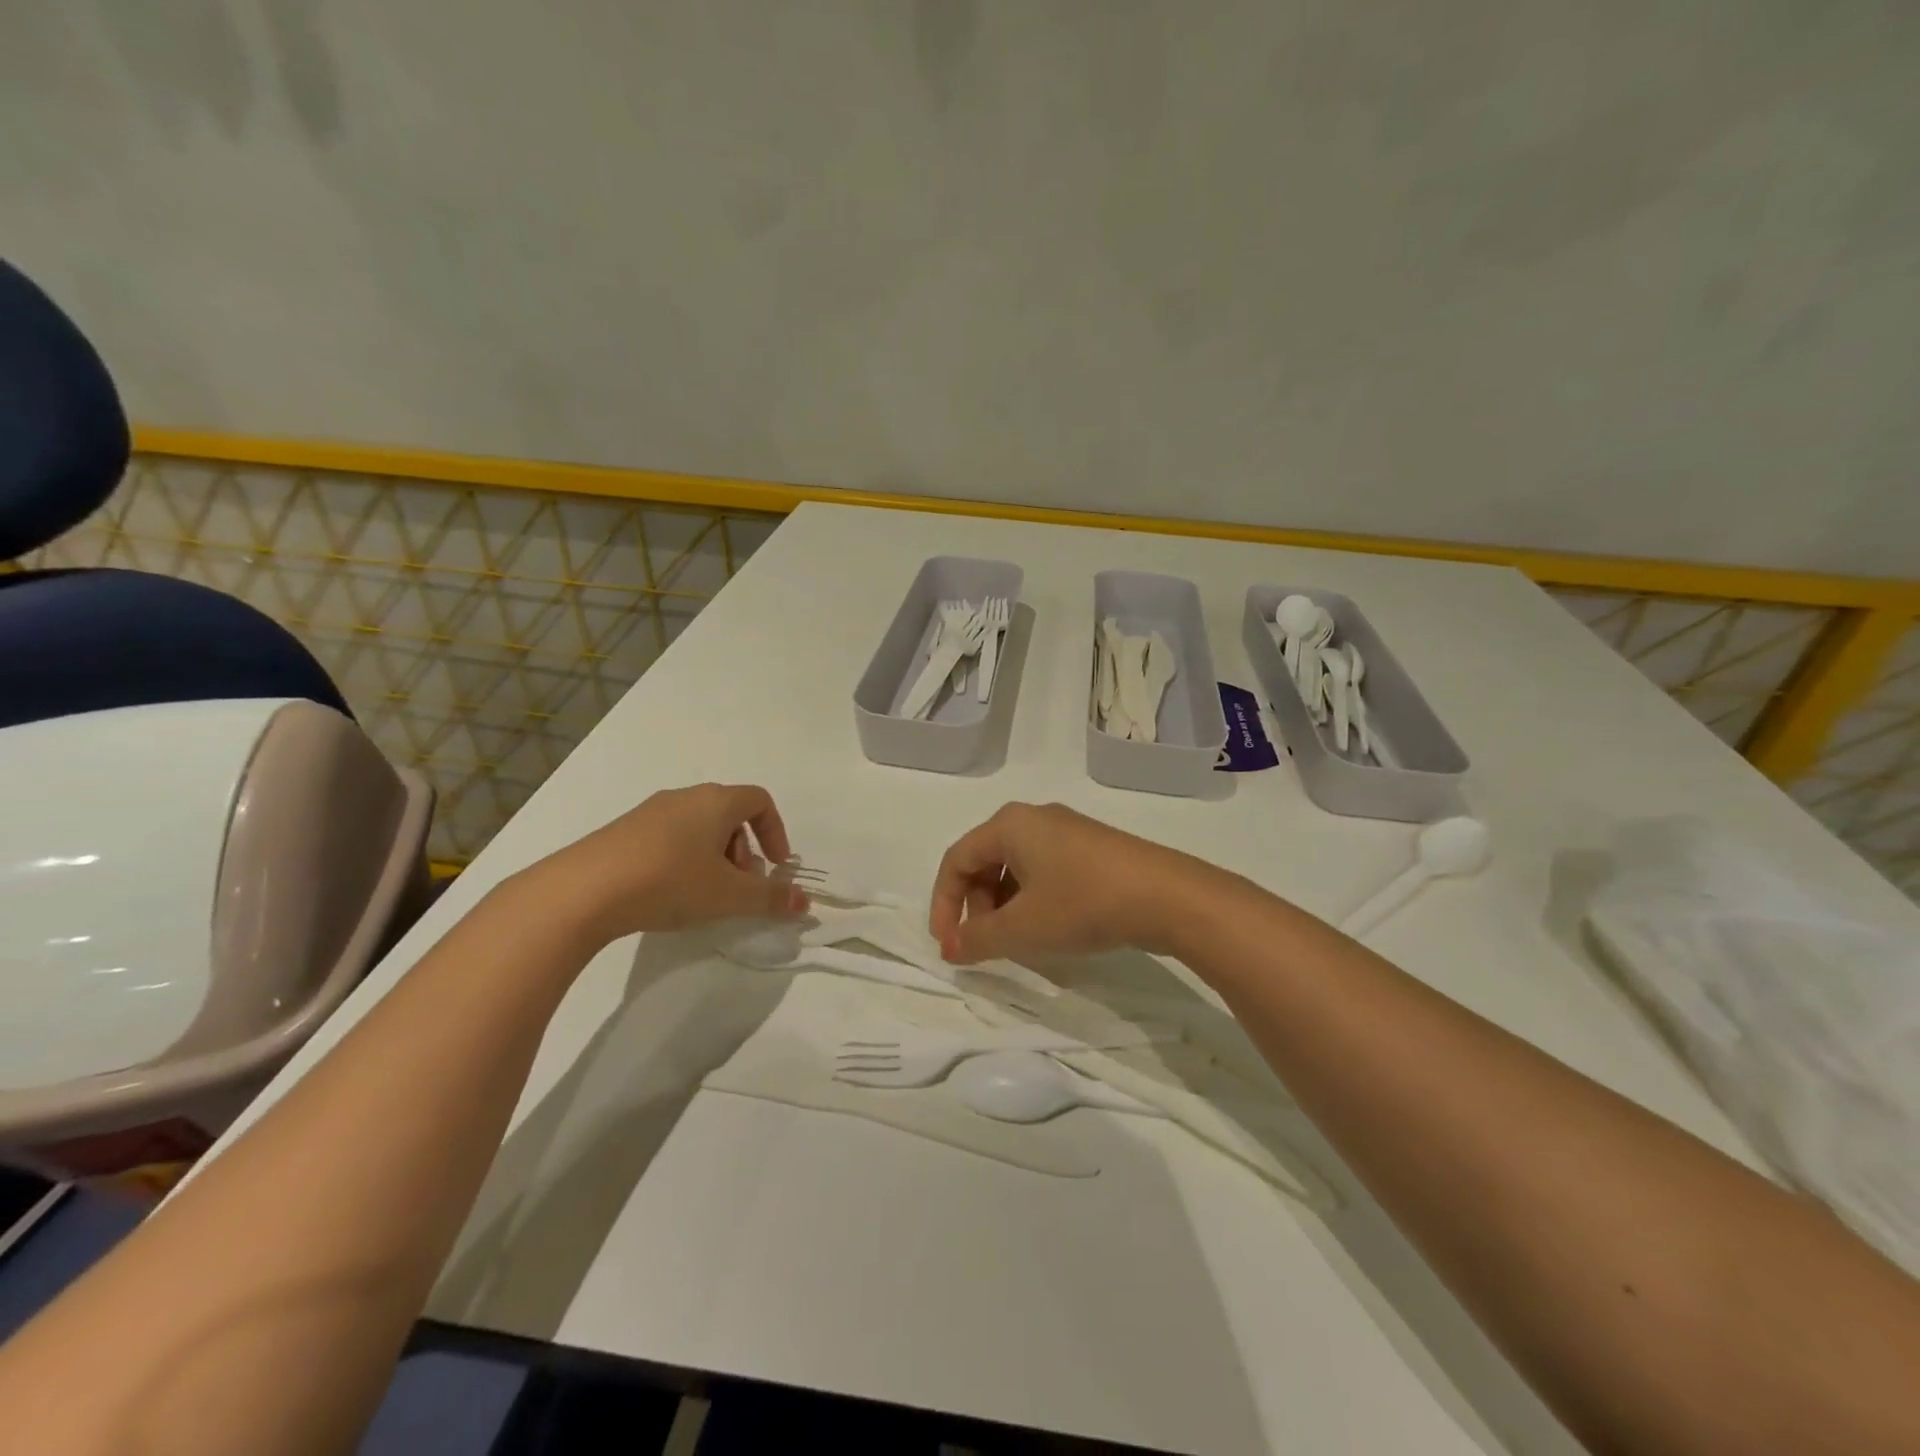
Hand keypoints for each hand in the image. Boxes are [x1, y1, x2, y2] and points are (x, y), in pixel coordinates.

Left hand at [524, 783, 808, 945]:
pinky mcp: (622, 832)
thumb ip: (771, 898)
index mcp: (715, 801)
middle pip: (729, 814)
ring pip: (698, 827)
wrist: (582, 891)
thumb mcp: (728, 896)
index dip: (776, 832)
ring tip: (704, 895)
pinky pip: (668, 837)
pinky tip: (667, 893)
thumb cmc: (670, 882)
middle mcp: (684, 797)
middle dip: (744, 851)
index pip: (759, 801)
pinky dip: (682, 860)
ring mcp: (649, 812)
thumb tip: (806, 902)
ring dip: (714, 857)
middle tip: (738, 887)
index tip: (775, 867)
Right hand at [929, 802, 1212, 962]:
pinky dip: (1033, 900)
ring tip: (1017, 942)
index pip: (956, 860)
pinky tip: (1050, 928)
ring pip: (1016, 868)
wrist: (1167, 896)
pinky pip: (1045, 871)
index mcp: (1009, 825)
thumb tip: (951, 948)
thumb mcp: (1022, 928)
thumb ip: (978, 939)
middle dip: (977, 906)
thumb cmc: (1082, 903)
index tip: (949, 945)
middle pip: (985, 861)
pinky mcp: (1092, 848)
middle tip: (986, 945)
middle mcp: (1034, 819)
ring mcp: (1067, 831)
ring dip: (1005, 906)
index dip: (944, 904)